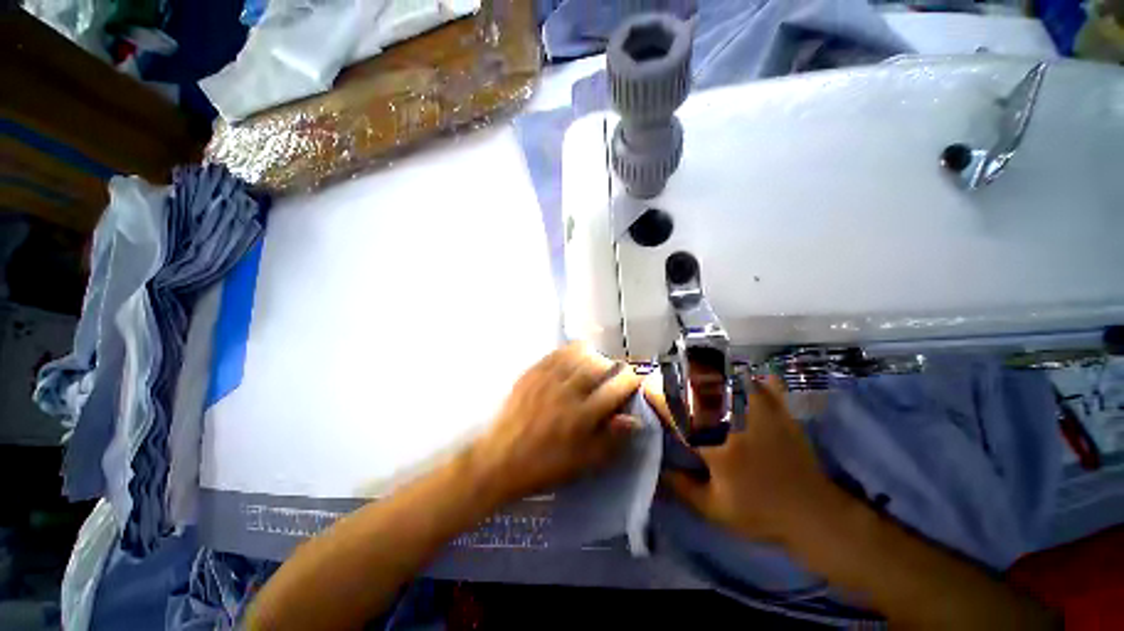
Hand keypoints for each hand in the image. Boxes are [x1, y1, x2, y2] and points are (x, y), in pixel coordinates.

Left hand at [474, 343, 642, 502]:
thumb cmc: (545, 465)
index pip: (617, 388)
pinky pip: (556, 353)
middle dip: (612, 366)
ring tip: (595, 364)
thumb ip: (611, 440)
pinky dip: (569, 351)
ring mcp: (547, 379)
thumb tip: (635, 419)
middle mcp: (567, 391)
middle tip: (614, 372)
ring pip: (578, 354)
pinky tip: (572, 358)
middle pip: (599, 365)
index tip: (635, 379)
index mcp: (583, 415)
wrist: (501, 459)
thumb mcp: (584, 463)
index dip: (631, 380)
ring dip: (593, 356)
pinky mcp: (532, 373)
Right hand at [662, 376, 843, 543]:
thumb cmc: (760, 514)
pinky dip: (755, 380)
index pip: (676, 411)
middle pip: (698, 386)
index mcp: (713, 443)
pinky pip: (765, 385)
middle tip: (672, 379)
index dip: (657, 395)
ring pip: (728, 379)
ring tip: (703, 373)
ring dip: (712, 374)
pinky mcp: (780, 412)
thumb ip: (682, 487)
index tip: (648, 390)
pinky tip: (748, 378)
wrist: (814, 515)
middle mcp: (732, 420)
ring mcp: (759, 412)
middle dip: (680, 378)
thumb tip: (658, 468)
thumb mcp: (714, 509)